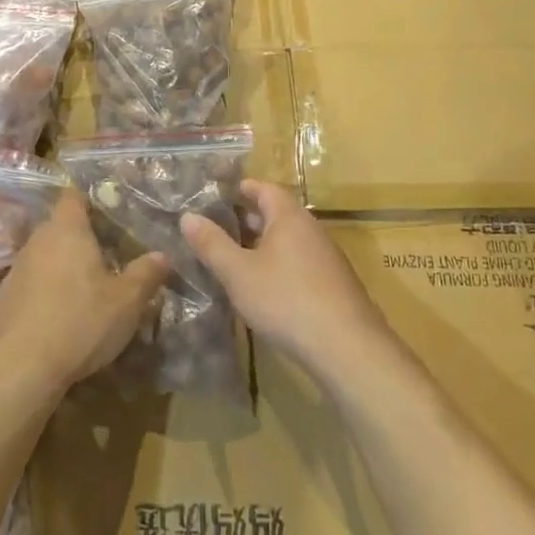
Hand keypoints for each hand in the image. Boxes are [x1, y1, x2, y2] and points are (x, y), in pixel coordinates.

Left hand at [0, 190, 169, 398]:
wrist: (14, 370)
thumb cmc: (77, 322)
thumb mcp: (126, 302)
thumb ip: (146, 274)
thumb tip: (163, 255)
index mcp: (66, 229)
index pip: (74, 196)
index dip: (92, 199)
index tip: (113, 212)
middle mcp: (37, 241)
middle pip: (61, 226)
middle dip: (84, 238)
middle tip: (112, 255)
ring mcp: (16, 270)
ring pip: (46, 256)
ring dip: (66, 267)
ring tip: (91, 288)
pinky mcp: (4, 300)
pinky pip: (33, 284)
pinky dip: (49, 292)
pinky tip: (64, 316)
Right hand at [180, 180, 391, 375]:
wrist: (347, 346)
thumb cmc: (286, 299)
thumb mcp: (239, 273)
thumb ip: (212, 244)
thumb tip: (187, 216)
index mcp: (289, 216)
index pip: (264, 188)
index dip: (240, 188)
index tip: (217, 193)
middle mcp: (311, 229)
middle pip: (277, 213)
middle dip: (247, 218)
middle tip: (217, 226)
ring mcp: (326, 257)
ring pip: (288, 240)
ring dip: (263, 244)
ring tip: (234, 257)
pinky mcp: (334, 284)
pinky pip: (300, 262)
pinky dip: (279, 264)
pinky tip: (264, 287)